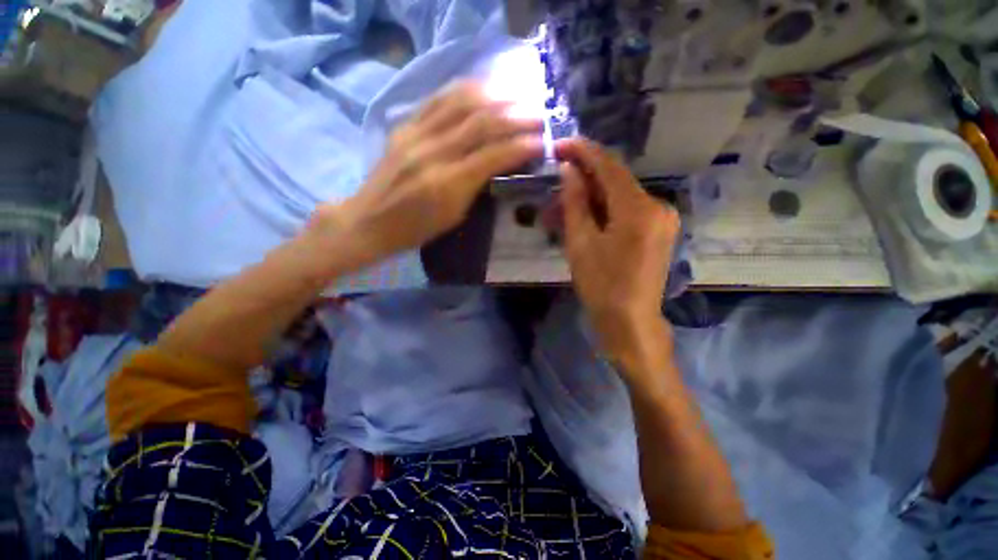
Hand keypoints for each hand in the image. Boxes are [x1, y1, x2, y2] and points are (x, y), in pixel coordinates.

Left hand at [309, 82, 542, 271]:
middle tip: (538, 116)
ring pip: (461, 102)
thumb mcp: (454, 217)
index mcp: (448, 184)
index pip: (492, 156)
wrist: (369, 220)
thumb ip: (477, 187)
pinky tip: (483, 89)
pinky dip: (465, 90)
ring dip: (495, 96)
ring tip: (517, 97)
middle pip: (481, 122)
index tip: (541, 142)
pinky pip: (438, 99)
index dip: (520, 146)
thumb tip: (500, 164)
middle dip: (515, 116)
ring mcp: (416, 134)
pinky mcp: (404, 125)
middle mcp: (433, 152)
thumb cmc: (416, 229)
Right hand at [557, 138, 680, 378]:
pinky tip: (584, 216)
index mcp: (638, 209)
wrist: (629, 321)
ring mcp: (661, 218)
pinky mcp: (658, 230)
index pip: (609, 166)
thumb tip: (569, 169)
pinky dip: (604, 210)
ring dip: (591, 197)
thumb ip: (575, 202)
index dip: (584, 152)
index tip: (560, 144)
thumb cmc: (601, 286)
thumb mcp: (580, 243)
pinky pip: (627, 210)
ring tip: (562, 206)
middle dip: (584, 178)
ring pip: (620, 196)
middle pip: (616, 180)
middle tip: (555, 181)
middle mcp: (657, 206)